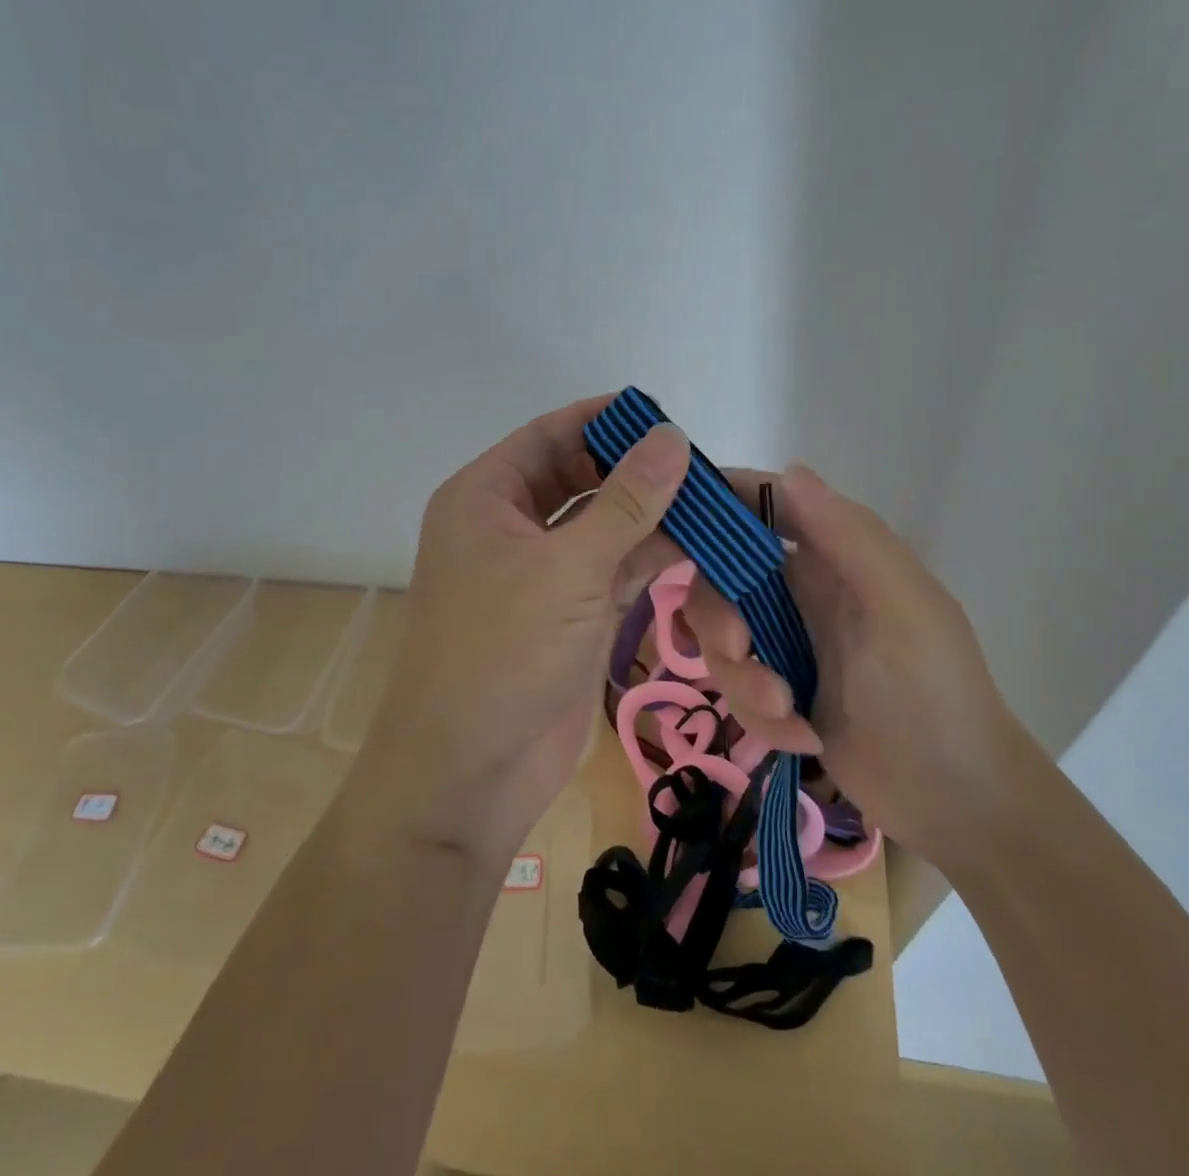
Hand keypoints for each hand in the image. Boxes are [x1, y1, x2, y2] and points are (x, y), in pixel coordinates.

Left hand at [351, 397, 689, 866]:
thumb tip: (672, 435)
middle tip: (703, 465)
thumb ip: (627, 501)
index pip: (551, 434)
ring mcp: (543, 572)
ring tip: (719, 504)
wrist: (469, 772)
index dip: (605, 420)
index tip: (665, 415)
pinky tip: (702, 549)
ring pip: (606, 526)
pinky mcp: (571, 613)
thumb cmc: (502, 650)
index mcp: (486, 495)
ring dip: (655, 519)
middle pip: (583, 478)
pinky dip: (654, 559)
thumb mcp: (568, 566)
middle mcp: (511, 525)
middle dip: (639, 472)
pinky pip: (617, 569)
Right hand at [684, 466, 1028, 868]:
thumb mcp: (901, 608)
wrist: (956, 802)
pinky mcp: (776, 691)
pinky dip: (759, 716)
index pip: (762, 505)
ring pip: (721, 638)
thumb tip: (788, 470)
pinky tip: (804, 741)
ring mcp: (785, 642)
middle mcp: (801, 590)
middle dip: (718, 616)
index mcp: (834, 555)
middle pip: (720, 578)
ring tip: (786, 714)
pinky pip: (735, 688)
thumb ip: (849, 538)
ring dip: (741, 679)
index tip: (671, 529)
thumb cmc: (935, 692)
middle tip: (738, 647)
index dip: (717, 506)